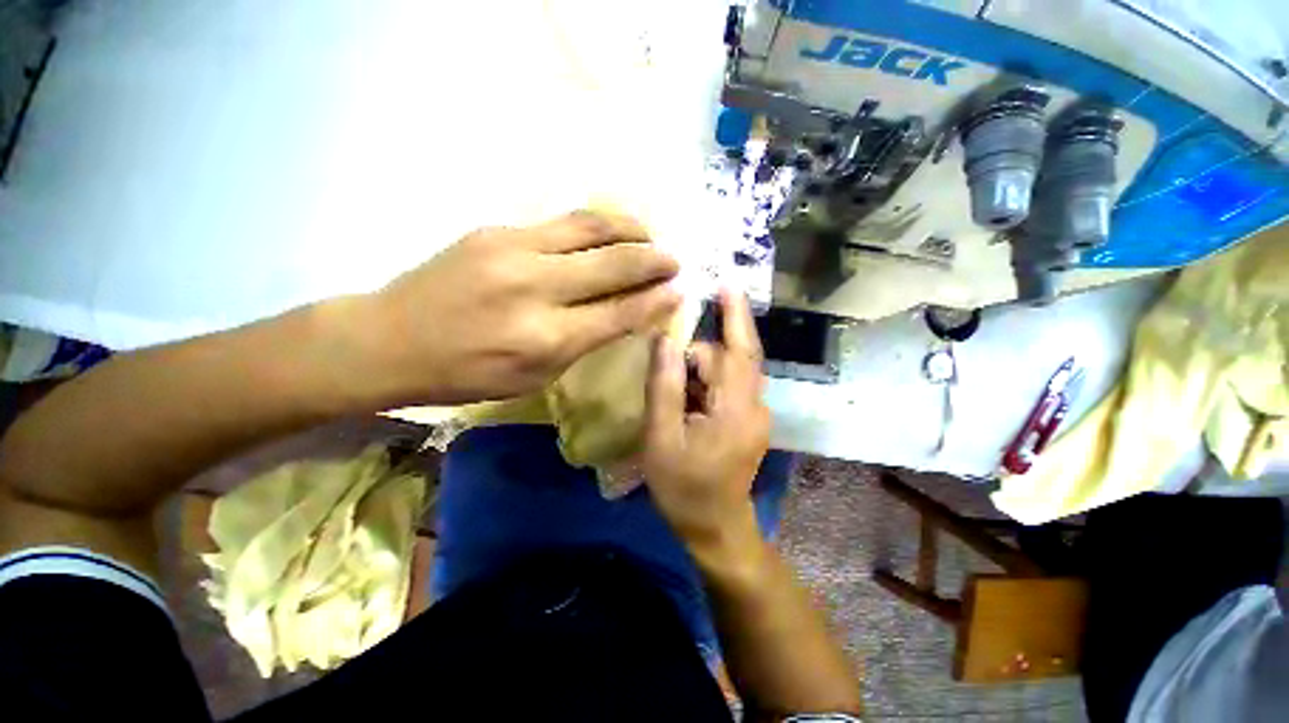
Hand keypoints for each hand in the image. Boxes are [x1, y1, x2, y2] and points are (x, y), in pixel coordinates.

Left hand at [373, 211, 679, 403]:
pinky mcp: (497, 230)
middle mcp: (536, 288)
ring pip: (591, 226)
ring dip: (631, 229)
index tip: (680, 291)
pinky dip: (597, 225)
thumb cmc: (467, 374)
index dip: (656, 300)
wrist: (391, 339)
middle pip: (614, 262)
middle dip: (654, 259)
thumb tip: (626, 314)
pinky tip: (609, 231)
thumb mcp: (535, 377)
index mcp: (546, 338)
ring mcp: (513, 250)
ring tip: (650, 236)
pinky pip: (562, 222)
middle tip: (675, 260)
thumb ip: (584, 342)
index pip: (620, 312)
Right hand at [642, 289, 770, 556]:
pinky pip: (728, 388)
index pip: (738, 351)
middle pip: (730, 359)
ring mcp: (755, 415)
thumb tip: (666, 341)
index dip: (733, 316)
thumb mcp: (662, 438)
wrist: (716, 530)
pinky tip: (684, 406)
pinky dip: (704, 386)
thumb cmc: (685, 489)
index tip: (725, 283)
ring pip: (728, 373)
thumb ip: (664, 386)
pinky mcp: (749, 421)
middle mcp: (755, 406)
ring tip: (673, 401)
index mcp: (737, 409)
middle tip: (665, 372)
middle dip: (696, 358)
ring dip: (698, 375)